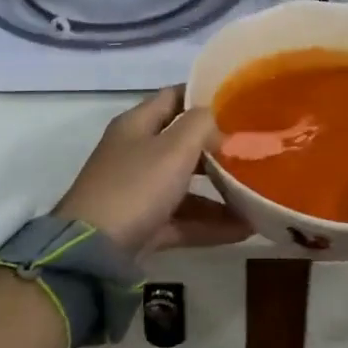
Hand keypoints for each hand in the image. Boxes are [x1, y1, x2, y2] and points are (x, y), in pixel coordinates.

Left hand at [53, 87, 249, 257]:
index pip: (172, 97)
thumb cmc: (135, 186)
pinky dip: (208, 223)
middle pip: (181, 143)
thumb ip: (201, 125)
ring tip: (255, 196)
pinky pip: (181, 219)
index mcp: (136, 125)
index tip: (238, 101)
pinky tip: (243, 230)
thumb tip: (217, 120)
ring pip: (184, 184)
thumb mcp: (173, 148)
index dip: (203, 95)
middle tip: (252, 150)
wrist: (92, 252)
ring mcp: (137, 191)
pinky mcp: (141, 226)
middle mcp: (135, 153)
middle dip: (217, 148)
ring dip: (219, 191)